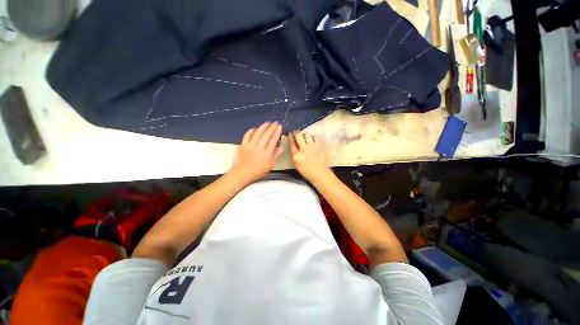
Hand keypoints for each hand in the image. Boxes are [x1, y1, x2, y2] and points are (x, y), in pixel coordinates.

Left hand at [231, 122, 282, 181]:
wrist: (243, 173)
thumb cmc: (258, 171)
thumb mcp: (270, 165)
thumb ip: (276, 155)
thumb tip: (282, 146)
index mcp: (267, 153)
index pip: (273, 140)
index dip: (277, 132)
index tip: (280, 126)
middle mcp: (259, 147)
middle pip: (266, 135)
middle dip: (272, 127)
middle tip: (275, 122)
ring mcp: (250, 145)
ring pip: (257, 133)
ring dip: (263, 126)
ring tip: (267, 122)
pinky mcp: (243, 145)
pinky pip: (247, 135)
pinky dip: (251, 131)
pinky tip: (254, 128)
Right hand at [289, 131, 330, 181]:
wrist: (320, 173)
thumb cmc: (306, 170)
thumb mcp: (296, 164)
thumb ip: (294, 153)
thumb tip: (293, 142)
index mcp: (297, 156)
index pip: (291, 143)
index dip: (290, 137)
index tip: (291, 134)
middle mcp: (304, 149)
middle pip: (299, 135)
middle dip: (297, 134)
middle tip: (299, 137)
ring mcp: (313, 147)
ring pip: (307, 134)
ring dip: (306, 136)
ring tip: (307, 140)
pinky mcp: (320, 146)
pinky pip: (316, 137)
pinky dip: (314, 138)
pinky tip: (314, 142)